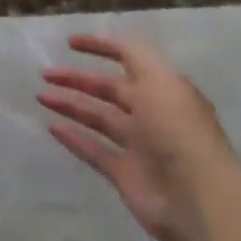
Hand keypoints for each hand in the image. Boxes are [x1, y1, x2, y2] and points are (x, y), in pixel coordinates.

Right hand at [39, 33, 240, 240]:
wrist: (198, 197)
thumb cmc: (177, 129)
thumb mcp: (158, 79)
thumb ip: (133, 56)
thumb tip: (113, 43)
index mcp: (163, 88)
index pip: (129, 58)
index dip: (101, 47)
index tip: (70, 43)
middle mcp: (150, 113)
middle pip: (108, 89)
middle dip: (78, 79)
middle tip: (46, 73)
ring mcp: (138, 145)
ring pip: (98, 118)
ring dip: (70, 105)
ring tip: (42, 96)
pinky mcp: (125, 173)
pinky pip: (94, 150)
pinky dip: (73, 138)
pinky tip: (51, 126)